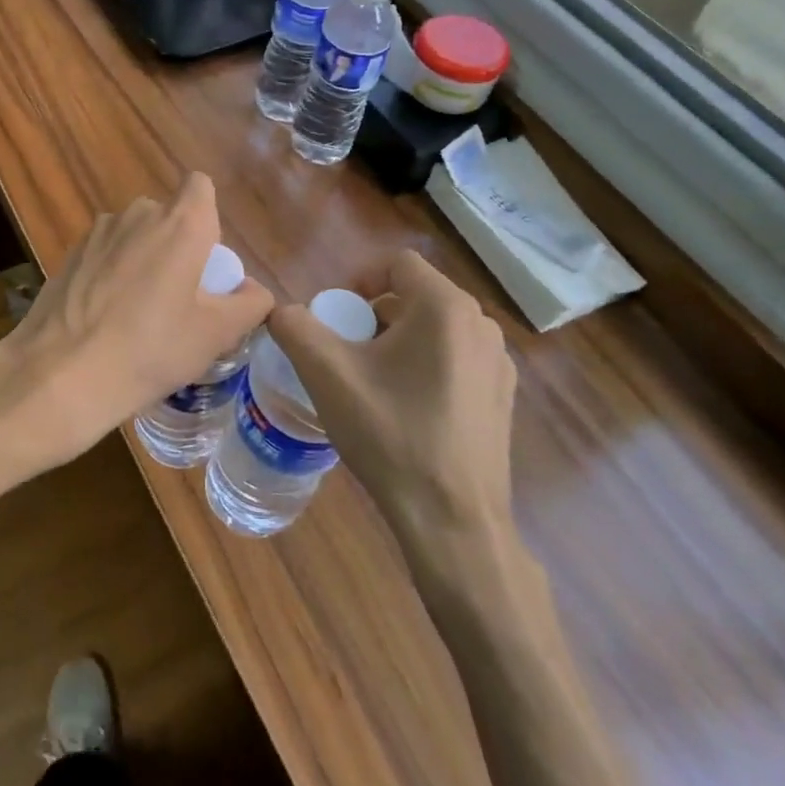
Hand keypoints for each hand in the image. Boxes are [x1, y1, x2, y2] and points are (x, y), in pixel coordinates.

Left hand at [0, 172, 272, 476]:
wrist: (61, 373)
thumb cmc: (151, 349)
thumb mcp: (215, 335)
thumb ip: (249, 304)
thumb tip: (253, 290)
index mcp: (180, 223)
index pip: (200, 187)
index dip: (207, 216)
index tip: (205, 260)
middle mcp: (138, 214)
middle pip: (167, 216)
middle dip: (176, 246)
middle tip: (179, 298)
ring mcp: (98, 232)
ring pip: (133, 235)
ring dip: (142, 259)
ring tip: (138, 313)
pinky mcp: (70, 254)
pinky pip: (105, 253)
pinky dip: (111, 273)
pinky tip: (105, 317)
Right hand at [268, 250, 515, 532]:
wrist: (453, 521)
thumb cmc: (390, 435)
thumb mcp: (326, 375)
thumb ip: (294, 327)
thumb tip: (281, 312)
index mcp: (445, 308)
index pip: (396, 264)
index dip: (358, 282)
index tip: (337, 320)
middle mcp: (481, 325)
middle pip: (415, 296)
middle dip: (374, 316)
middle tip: (347, 354)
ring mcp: (499, 364)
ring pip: (435, 329)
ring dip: (398, 342)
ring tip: (373, 384)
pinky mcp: (503, 397)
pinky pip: (456, 359)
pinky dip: (426, 367)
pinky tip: (407, 411)